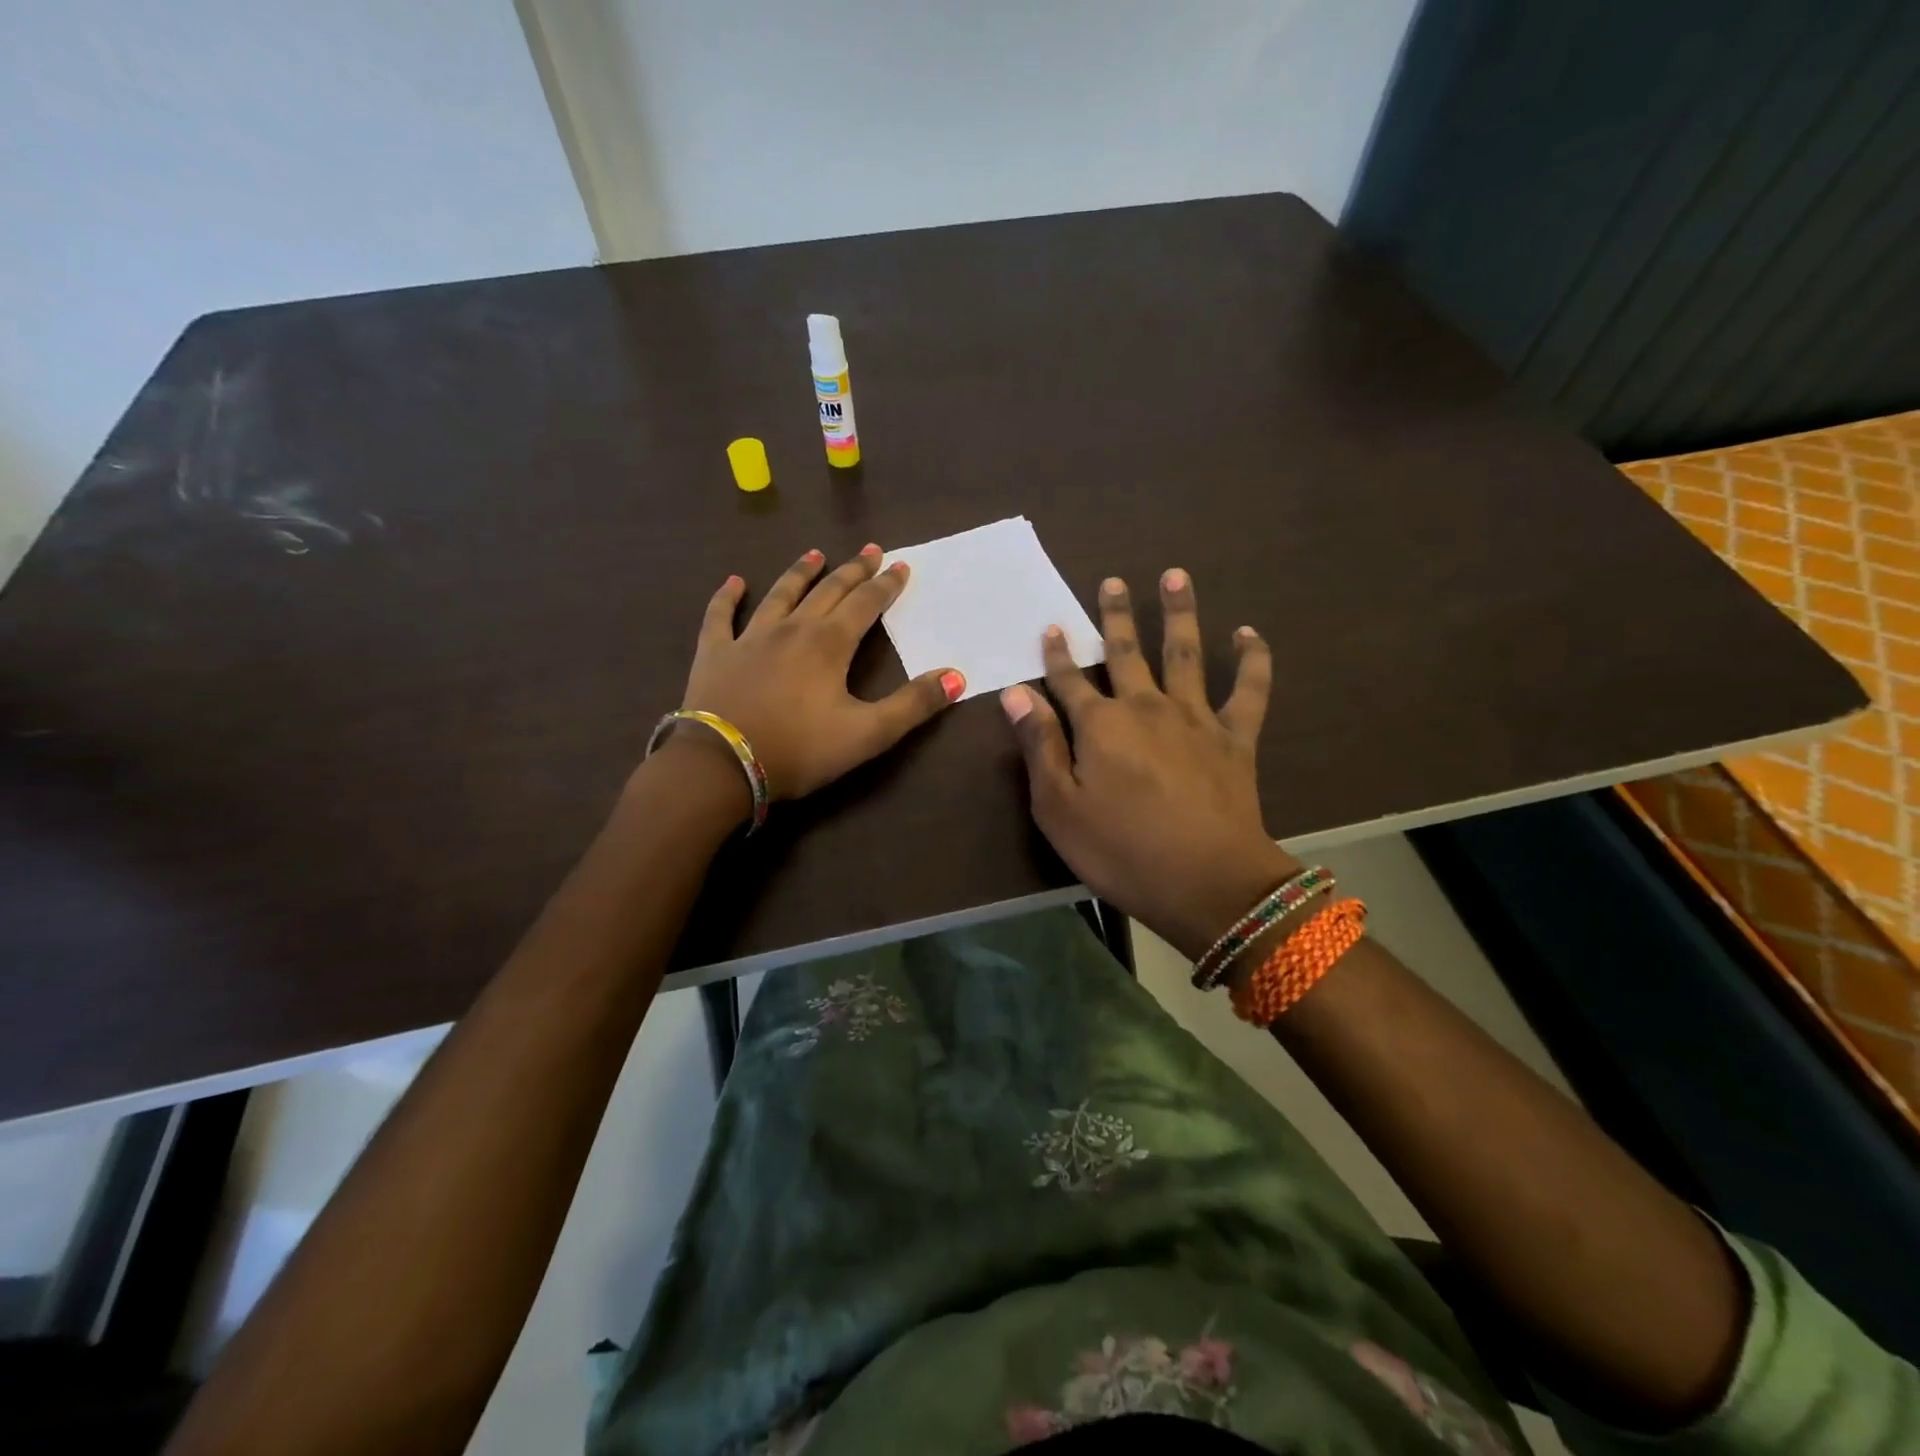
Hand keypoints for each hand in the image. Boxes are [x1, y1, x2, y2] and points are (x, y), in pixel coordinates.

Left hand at [670, 545, 964, 802]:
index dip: (886, 585)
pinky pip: (720, 616)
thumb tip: (957, 676)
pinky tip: (734, 582)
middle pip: (827, 591)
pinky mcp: (715, 653)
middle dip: (852, 571)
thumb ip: (913, 705)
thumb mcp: (868, 734)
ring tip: (815, 554)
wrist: (722, 766)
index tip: (900, 565)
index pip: (865, 604)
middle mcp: (792, 629)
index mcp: (829, 644)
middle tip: (869, 551)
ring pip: (779, 595)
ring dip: (800, 573)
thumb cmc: (800, 750)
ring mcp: (749, 637)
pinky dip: (727, 597)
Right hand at [1001, 569, 1296, 960]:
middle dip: (1114, 617)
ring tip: (1176, 575)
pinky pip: (1249, 690)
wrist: (1208, 882)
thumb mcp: (1059, 807)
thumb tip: (1016, 693)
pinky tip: (1249, 633)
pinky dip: (1252, 659)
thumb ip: (1040, 745)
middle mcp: (1146, 707)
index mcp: (1100, 726)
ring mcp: (1195, 717)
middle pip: (1126, 653)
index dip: (1058, 654)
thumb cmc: (1121, 851)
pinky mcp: (1236, 737)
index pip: (1070, 680)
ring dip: (1178, 613)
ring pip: (1184, 653)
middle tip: (1112, 581)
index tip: (1053, 626)